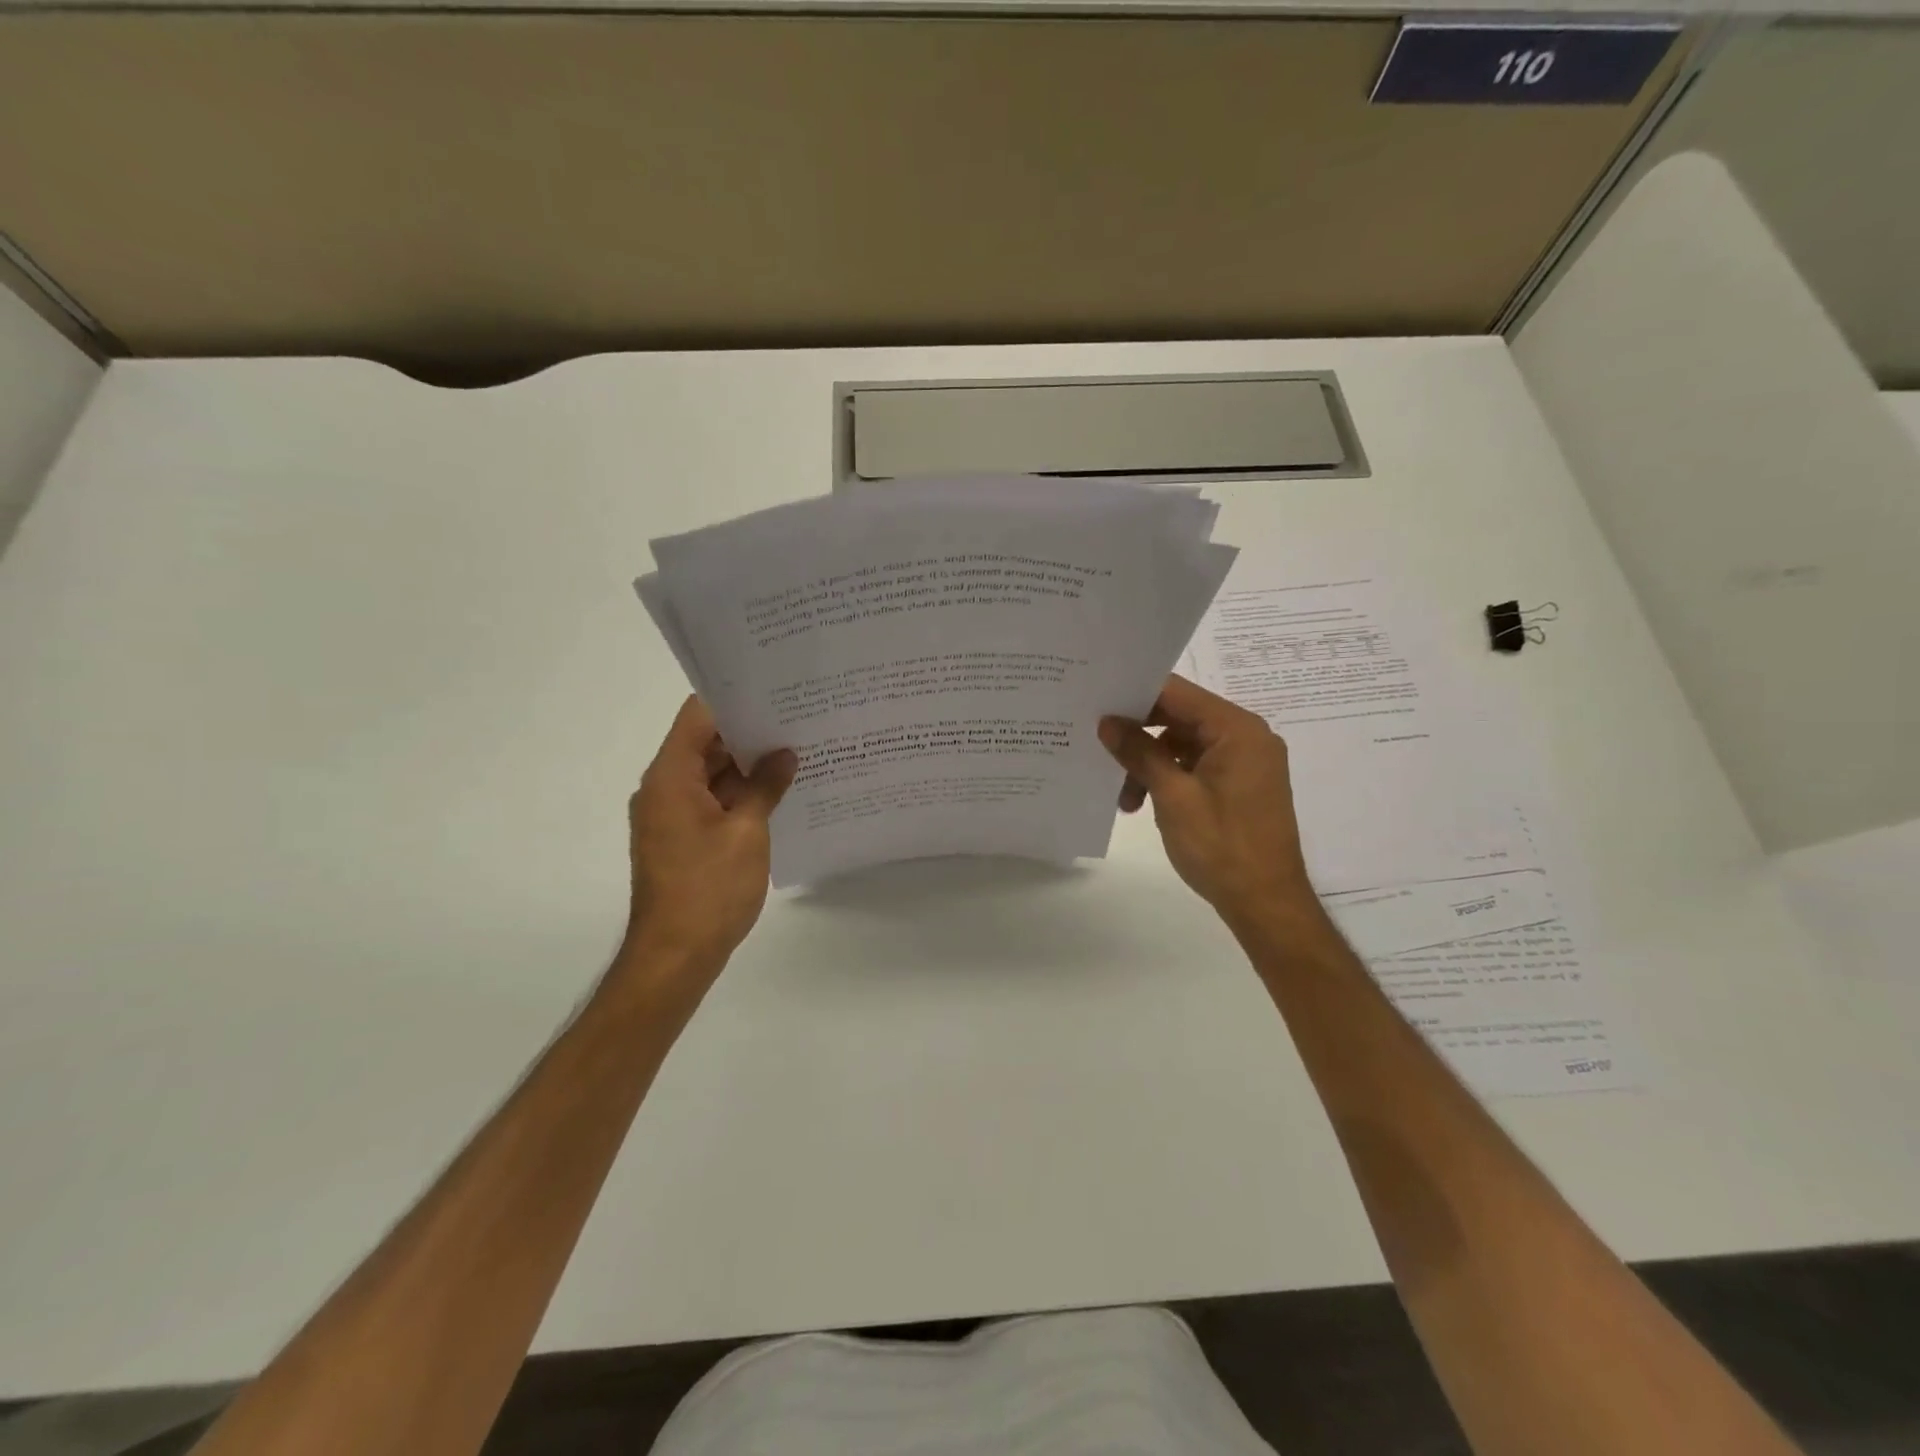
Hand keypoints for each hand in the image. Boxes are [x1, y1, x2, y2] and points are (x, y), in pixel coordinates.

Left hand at [620, 696, 796, 980]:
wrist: (676, 956)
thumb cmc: (709, 889)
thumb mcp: (747, 832)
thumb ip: (766, 787)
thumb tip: (785, 754)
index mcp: (671, 777)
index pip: (698, 716)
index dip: (734, 699)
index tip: (775, 691)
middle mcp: (664, 789)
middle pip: (705, 743)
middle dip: (749, 732)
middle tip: (798, 718)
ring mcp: (672, 815)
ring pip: (711, 774)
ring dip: (748, 766)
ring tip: (797, 750)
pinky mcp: (683, 837)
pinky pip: (713, 801)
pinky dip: (741, 793)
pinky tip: (780, 790)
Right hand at [1100, 674, 1316, 930]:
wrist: (1265, 903)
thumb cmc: (1221, 846)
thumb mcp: (1172, 796)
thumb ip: (1139, 752)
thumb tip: (1107, 722)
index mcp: (1237, 729)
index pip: (1177, 693)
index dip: (1135, 695)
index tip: (1096, 704)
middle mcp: (1245, 736)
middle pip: (1179, 717)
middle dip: (1139, 736)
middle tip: (1098, 747)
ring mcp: (1244, 761)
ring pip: (1182, 744)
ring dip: (1149, 763)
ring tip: (1124, 797)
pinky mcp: (1238, 784)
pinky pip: (1195, 765)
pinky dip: (1167, 777)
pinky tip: (1141, 801)